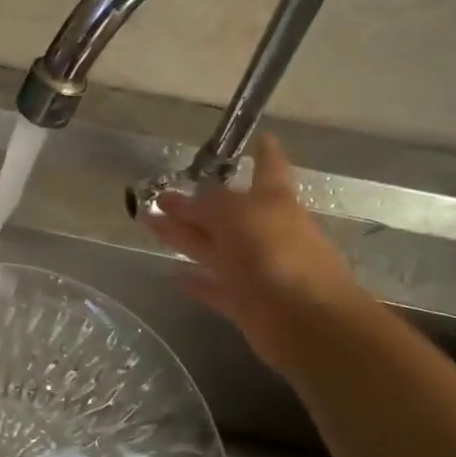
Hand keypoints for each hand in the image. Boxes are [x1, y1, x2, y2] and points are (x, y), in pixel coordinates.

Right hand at [140, 134, 367, 375]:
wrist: (306, 320)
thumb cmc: (277, 254)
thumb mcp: (237, 216)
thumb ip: (207, 205)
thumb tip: (182, 200)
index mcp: (273, 202)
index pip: (268, 168)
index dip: (264, 153)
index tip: (260, 136)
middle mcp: (264, 232)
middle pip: (224, 213)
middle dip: (194, 203)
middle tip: (161, 193)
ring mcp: (254, 269)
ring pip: (211, 247)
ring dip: (182, 236)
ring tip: (149, 224)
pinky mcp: (244, 303)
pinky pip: (213, 286)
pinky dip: (195, 281)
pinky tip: (171, 274)